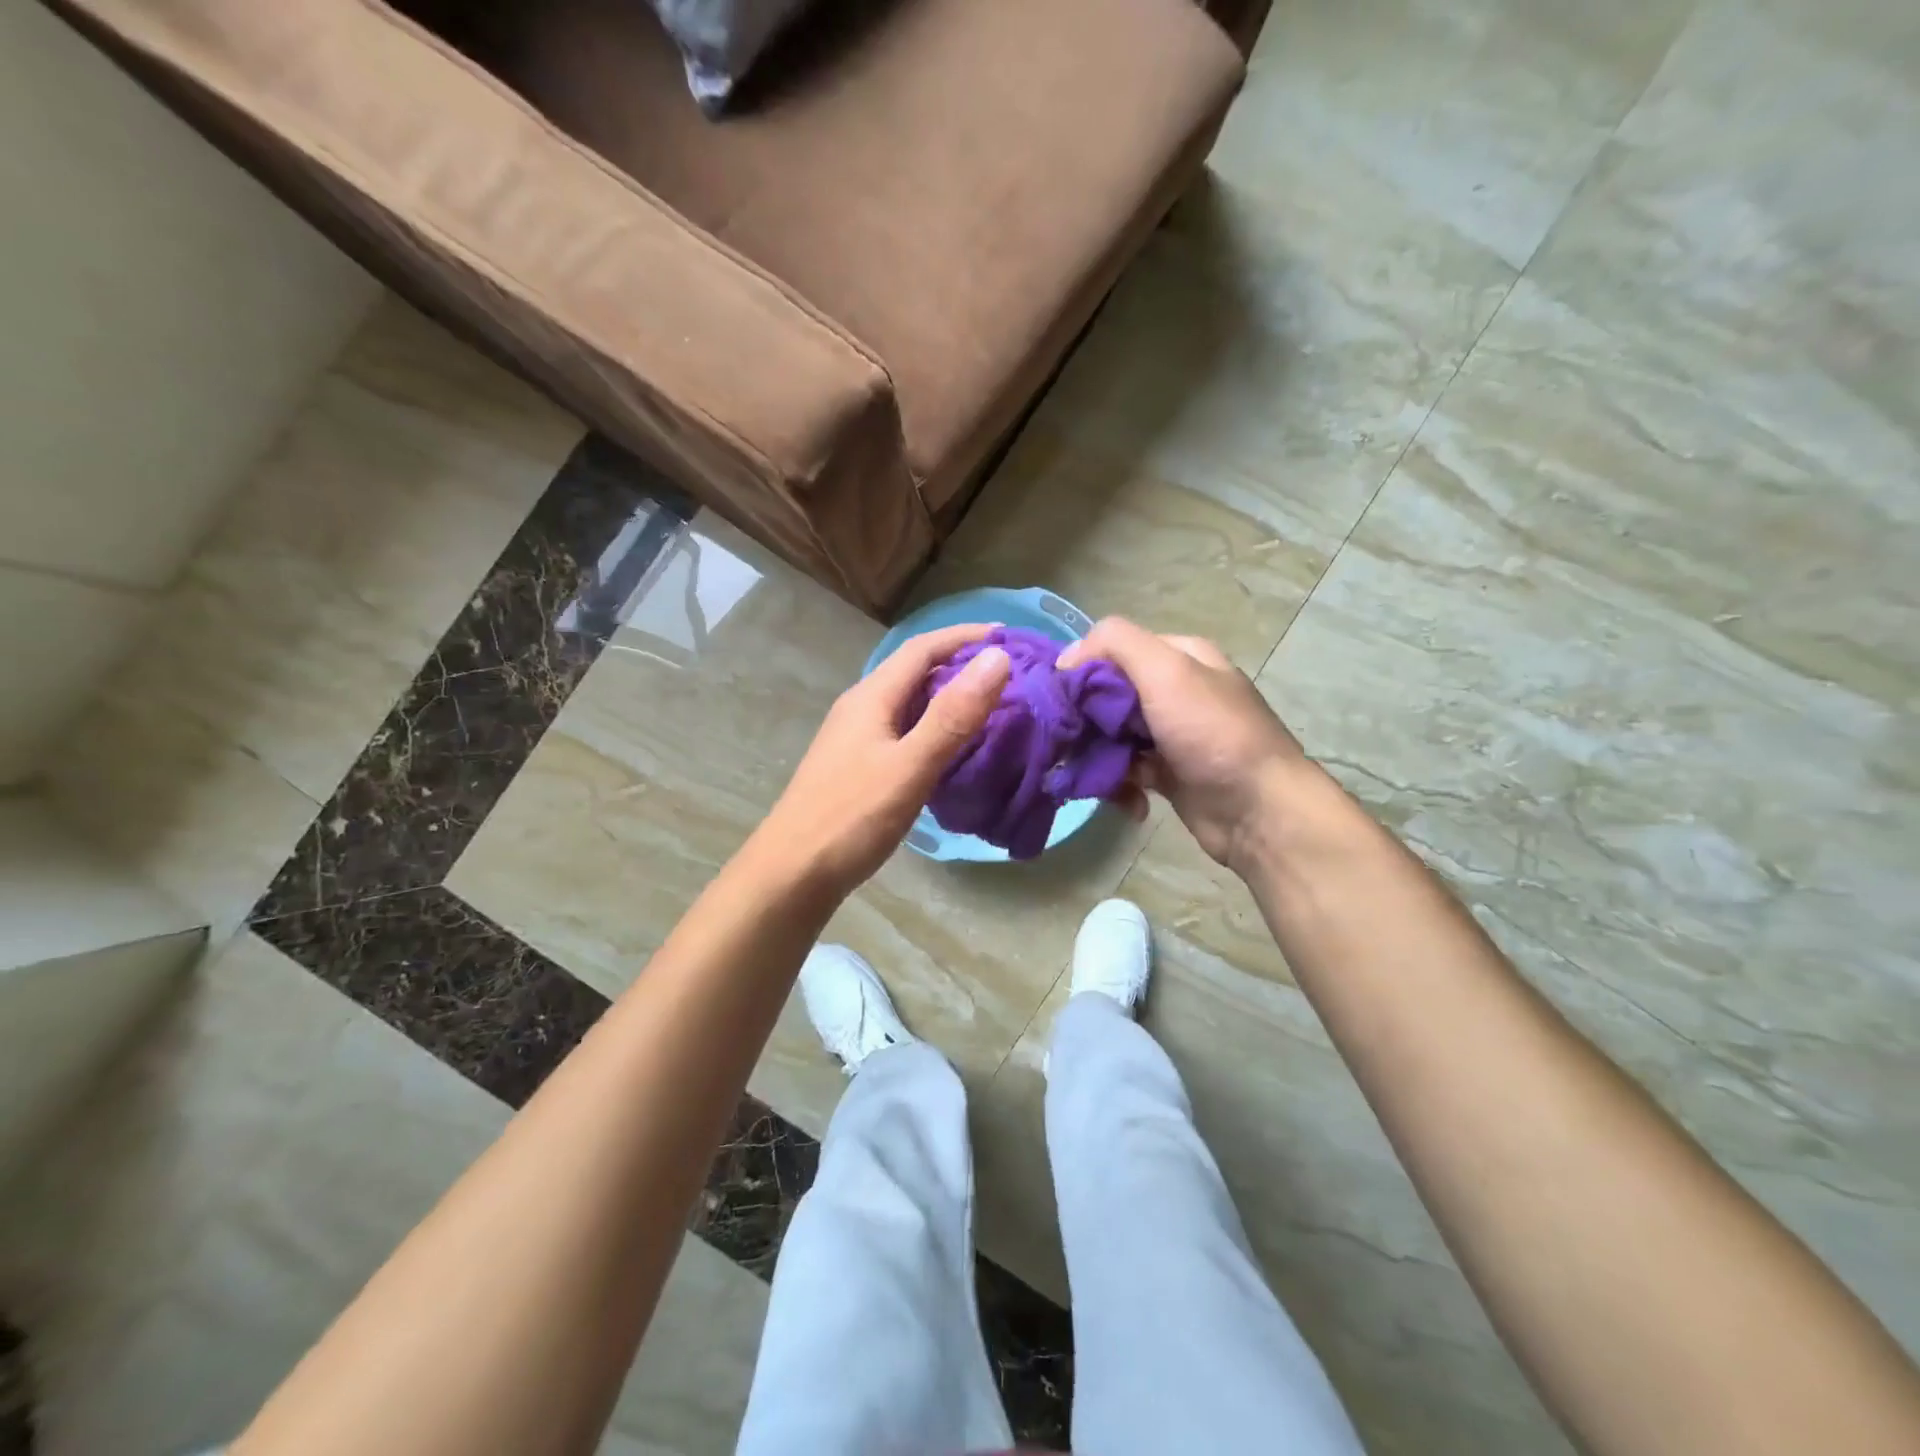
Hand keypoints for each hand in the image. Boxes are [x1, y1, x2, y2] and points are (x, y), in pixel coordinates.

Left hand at [758, 623, 1010, 899]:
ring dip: (949, 697)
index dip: (965, 636)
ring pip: (910, 703)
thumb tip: (997, 658)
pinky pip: (905, 731)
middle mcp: (862, 708)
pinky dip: (936, 728)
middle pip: (916, 671)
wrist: (793, 873)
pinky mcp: (858, 767)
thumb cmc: (851, 818)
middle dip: (962, 664)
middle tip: (1011, 674)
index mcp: (872, 697)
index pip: (923, 648)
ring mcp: (856, 738)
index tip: (1010, 636)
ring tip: (993, 707)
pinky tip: (955, 750)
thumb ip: (953, 715)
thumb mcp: (910, 765)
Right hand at [1057, 618, 1309, 871]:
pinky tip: (1121, 797)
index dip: (1082, 669)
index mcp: (1180, 656)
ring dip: (1096, 754)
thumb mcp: (1166, 671)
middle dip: (1085, 717)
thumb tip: (1066, 658)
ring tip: (1085, 774)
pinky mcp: (1168, 773)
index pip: (1114, 649)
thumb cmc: (1212, 734)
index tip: (1058, 698)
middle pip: (1109, 693)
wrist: (1259, 811)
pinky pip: (1127, 769)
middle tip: (1066, 741)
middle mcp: (1176, 690)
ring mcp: (1173, 734)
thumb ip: (1116, 644)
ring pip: (1113, 734)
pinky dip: (1117, 782)